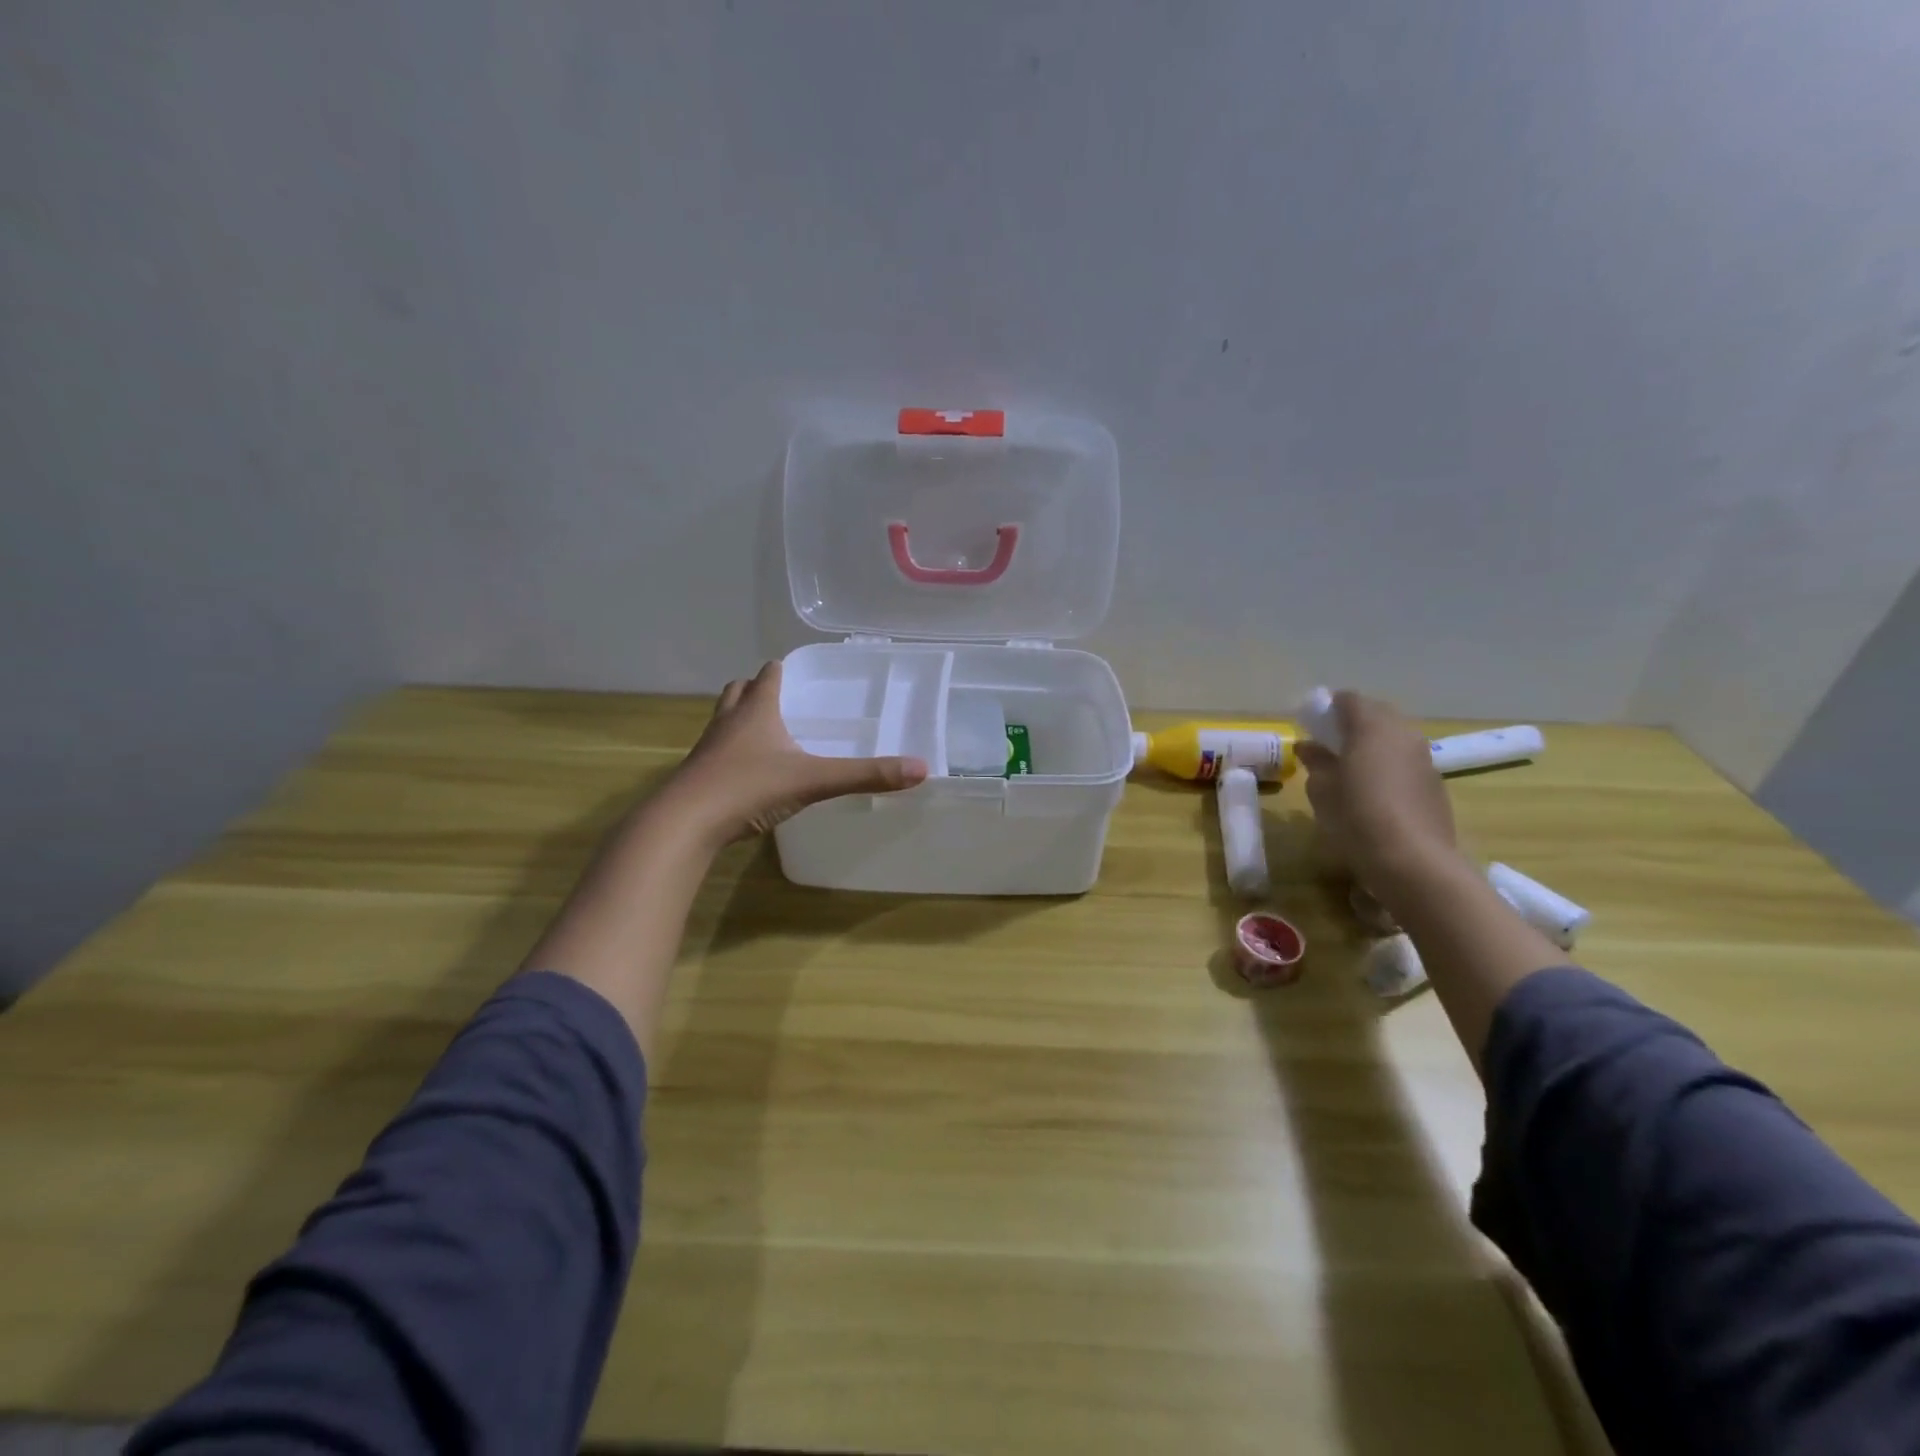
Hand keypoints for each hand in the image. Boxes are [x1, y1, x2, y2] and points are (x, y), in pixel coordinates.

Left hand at [661, 661, 928, 844]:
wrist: (684, 823)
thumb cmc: (748, 788)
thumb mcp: (813, 780)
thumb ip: (865, 775)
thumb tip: (920, 769)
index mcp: (756, 710)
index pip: (767, 675)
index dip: (782, 670)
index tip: (799, 673)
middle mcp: (728, 722)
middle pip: (738, 691)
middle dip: (756, 690)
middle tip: (781, 702)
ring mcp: (708, 749)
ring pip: (723, 720)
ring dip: (740, 720)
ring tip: (765, 734)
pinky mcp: (697, 777)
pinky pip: (716, 754)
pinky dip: (731, 754)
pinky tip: (748, 774)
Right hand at [1295, 691, 1457, 888]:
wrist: (1412, 861)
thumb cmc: (1356, 817)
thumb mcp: (1321, 789)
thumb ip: (1316, 761)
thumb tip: (1310, 746)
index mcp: (1371, 726)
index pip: (1348, 699)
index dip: (1328, 707)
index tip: (1311, 723)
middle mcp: (1402, 733)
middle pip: (1376, 714)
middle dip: (1352, 723)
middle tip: (1328, 744)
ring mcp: (1424, 757)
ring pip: (1394, 738)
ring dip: (1372, 744)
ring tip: (1350, 768)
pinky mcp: (1435, 782)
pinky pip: (1405, 761)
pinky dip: (1388, 764)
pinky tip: (1374, 790)